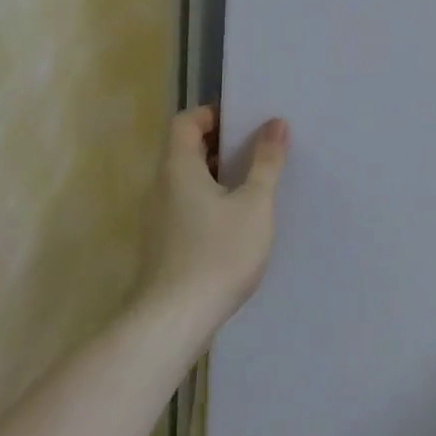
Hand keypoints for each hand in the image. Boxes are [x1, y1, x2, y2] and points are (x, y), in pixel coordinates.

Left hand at [135, 106, 288, 334]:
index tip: (245, 121)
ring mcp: (159, 218)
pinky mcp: (164, 244)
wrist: (174, 321)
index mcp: (179, 168)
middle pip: (186, 150)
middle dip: (222, 144)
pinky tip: (239, 220)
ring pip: (188, 180)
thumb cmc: (218, 253)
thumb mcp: (254, 204)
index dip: (212, 114)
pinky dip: (212, 200)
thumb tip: (275, 124)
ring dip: (219, 175)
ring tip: (255, 183)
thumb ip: (266, 162)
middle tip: (259, 149)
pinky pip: (187, 205)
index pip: (185, 122)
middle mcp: (162, 187)